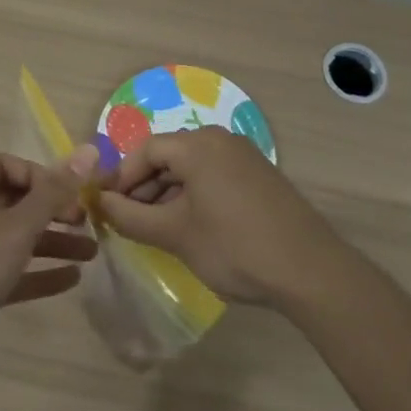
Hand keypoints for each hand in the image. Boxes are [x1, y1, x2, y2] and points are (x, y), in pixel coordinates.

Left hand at [0, 152, 94, 381]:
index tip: (65, 193)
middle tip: (86, 223)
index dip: (36, 173)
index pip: (2, 164)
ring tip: (92, 253)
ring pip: (13, 239)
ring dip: (51, 242)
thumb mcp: (14, 229)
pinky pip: (8, 272)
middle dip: (51, 209)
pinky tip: (71, 281)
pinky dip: (36, 273)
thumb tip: (88, 151)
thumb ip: (52, 193)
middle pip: (12, 201)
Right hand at [97, 128, 348, 306]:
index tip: (105, 207)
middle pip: (168, 156)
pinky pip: (213, 177)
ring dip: (167, 194)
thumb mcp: (175, 234)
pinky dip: (193, 196)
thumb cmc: (234, 246)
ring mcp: (244, 157)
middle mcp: (220, 140)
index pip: (145, 150)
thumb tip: (100, 203)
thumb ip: (131, 217)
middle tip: (128, 222)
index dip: (120, 178)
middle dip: (143, 187)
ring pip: (191, 168)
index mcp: (197, 145)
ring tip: (155, 229)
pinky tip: (189, 227)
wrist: (310, 271)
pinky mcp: (259, 177)